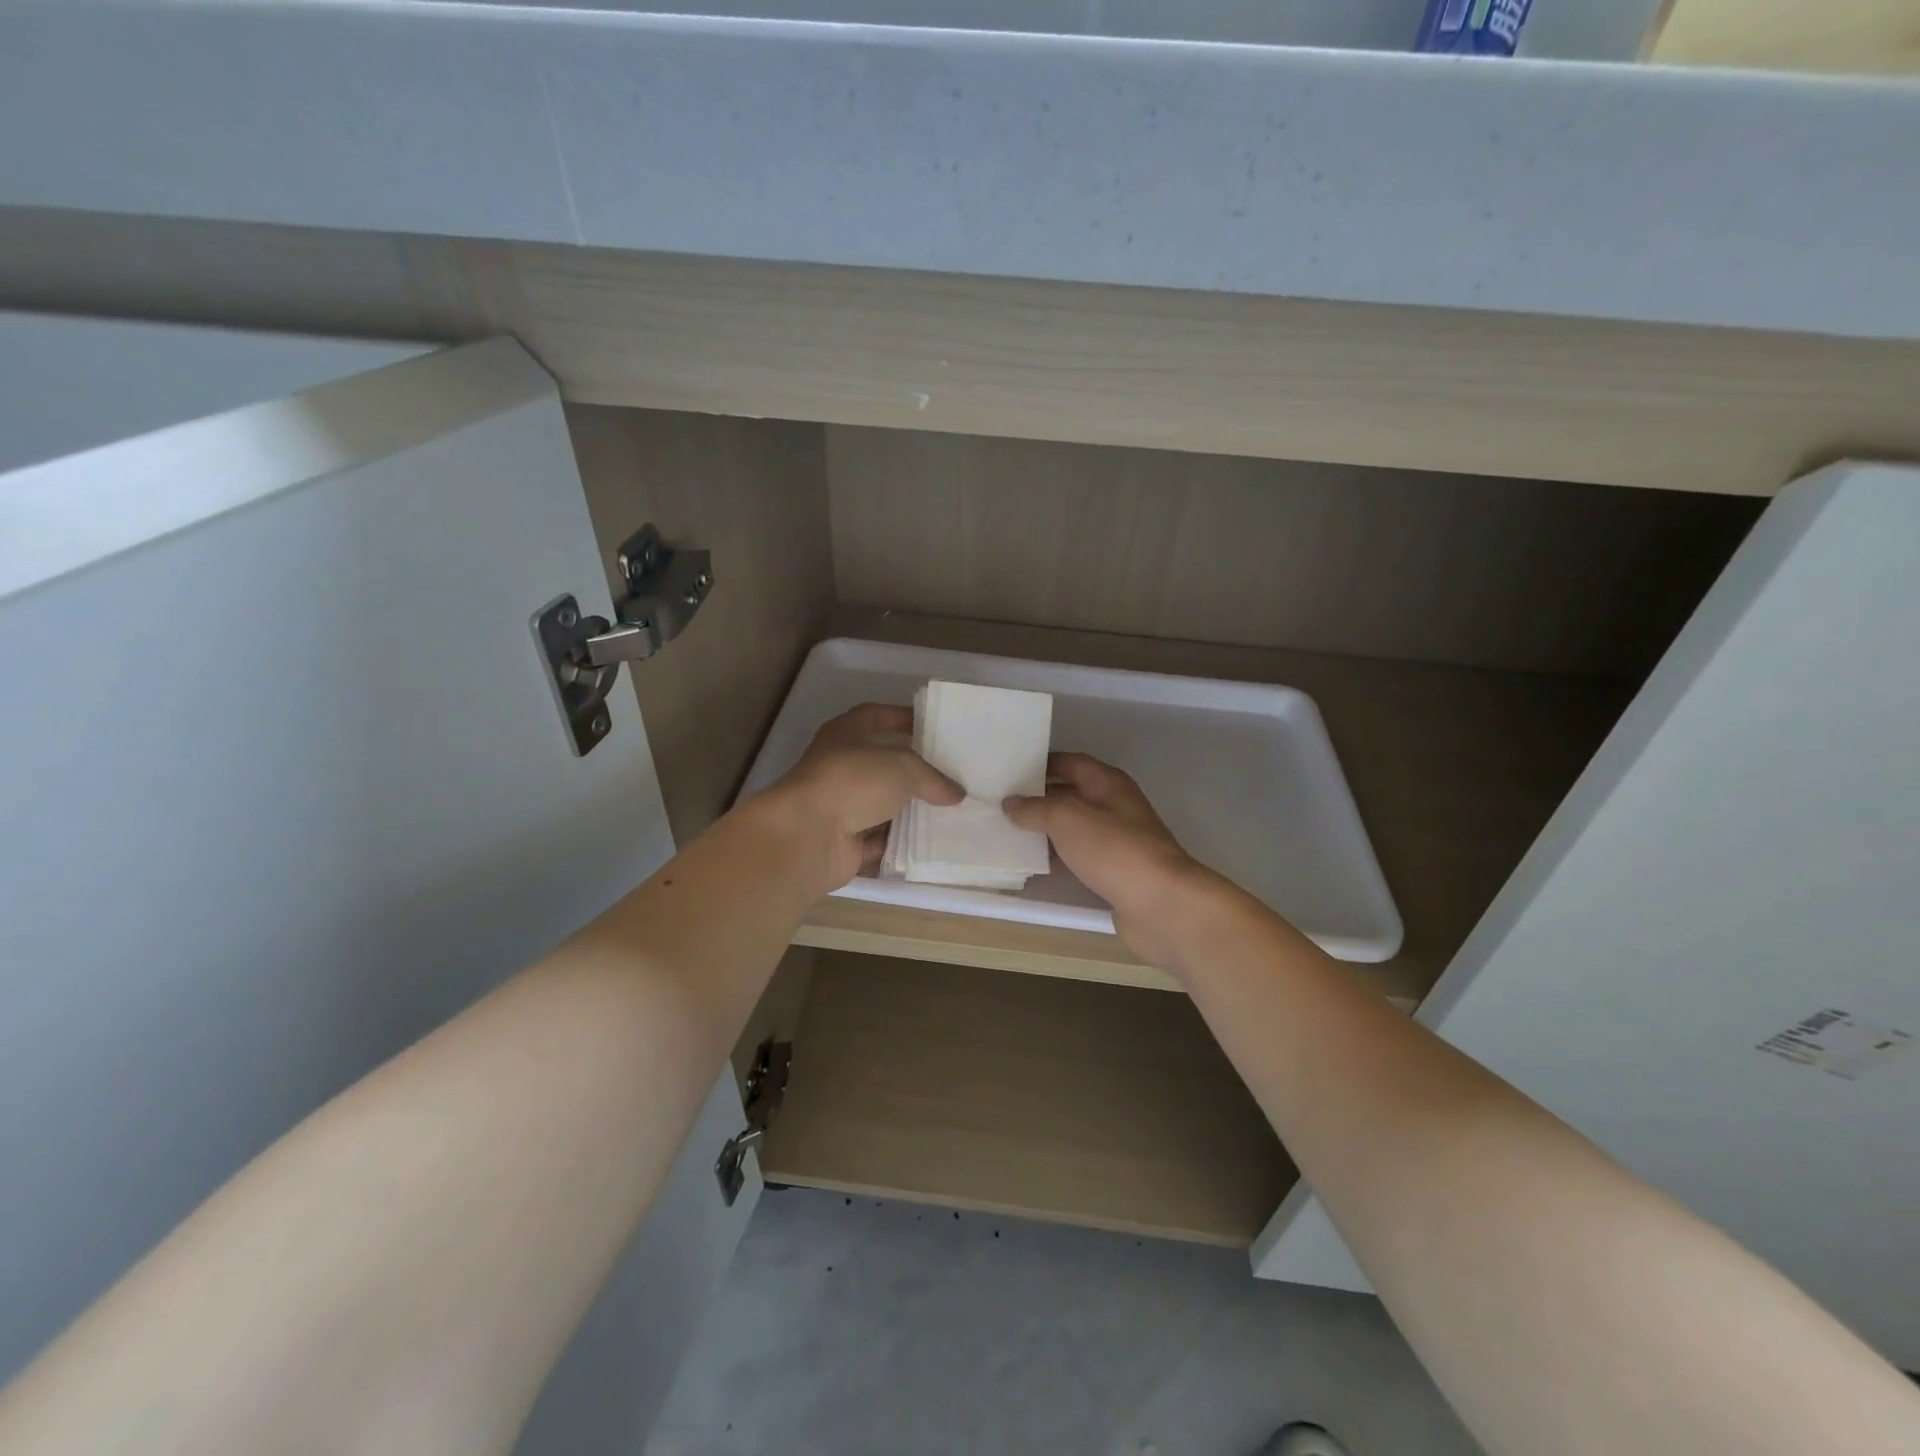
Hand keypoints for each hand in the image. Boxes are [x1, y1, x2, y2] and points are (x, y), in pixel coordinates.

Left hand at [766, 703, 961, 888]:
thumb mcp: (903, 767)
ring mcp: (841, 807)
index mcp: (845, 735)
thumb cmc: (852, 782)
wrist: (809, 836)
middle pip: (883, 765)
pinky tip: (933, 843)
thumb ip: (933, 778)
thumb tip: (956, 793)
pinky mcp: (846, 842)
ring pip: (884, 806)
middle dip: (915, 771)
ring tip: (952, 812)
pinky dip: (902, 843)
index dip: (902, 718)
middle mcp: (840, 767)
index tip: (932, 727)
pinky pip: (882, 841)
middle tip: (951, 775)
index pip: (876, 716)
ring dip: (911, 811)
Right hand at [1004, 753, 1214, 965]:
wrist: (1161, 904)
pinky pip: (1080, 855)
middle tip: (1000, 802)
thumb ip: (1036, 808)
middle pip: (1071, 793)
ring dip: (1046, 828)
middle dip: (1038, 797)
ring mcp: (1117, 840)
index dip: (1040, 763)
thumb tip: (1011, 803)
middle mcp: (1114, 805)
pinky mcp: (1115, 871)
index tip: (1008, 771)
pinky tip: (1034, 863)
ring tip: (1008, 831)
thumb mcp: (1067, 819)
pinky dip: (1058, 856)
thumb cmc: (1115, 850)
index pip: (1069, 762)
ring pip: (1074, 826)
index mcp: (1108, 783)